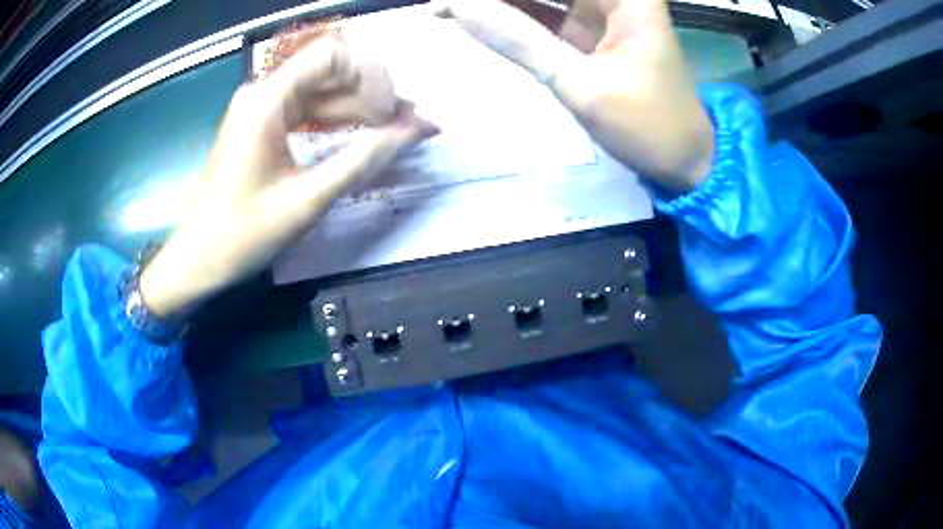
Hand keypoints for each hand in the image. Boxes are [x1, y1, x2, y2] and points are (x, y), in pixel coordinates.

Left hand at [140, 36, 438, 317]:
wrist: (198, 259)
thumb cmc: (243, 234)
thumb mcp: (307, 199)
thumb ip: (364, 159)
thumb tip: (416, 130)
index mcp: (267, 100)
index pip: (333, 56)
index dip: (372, 77)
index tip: (394, 115)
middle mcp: (263, 93)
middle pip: (331, 71)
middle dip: (373, 93)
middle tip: (408, 125)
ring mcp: (262, 107)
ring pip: (323, 90)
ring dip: (361, 107)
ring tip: (398, 131)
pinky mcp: (262, 124)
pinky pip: (309, 109)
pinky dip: (339, 120)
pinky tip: (365, 134)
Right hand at [433, 0, 714, 191]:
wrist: (683, 160)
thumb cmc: (648, 125)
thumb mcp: (581, 83)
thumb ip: (518, 39)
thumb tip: (457, 7)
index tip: (455, 0)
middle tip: (444, 5)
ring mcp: (596, 11)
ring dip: (495, 3)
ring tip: (445, 8)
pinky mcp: (584, 32)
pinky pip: (539, 14)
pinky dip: (507, 17)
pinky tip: (468, 15)